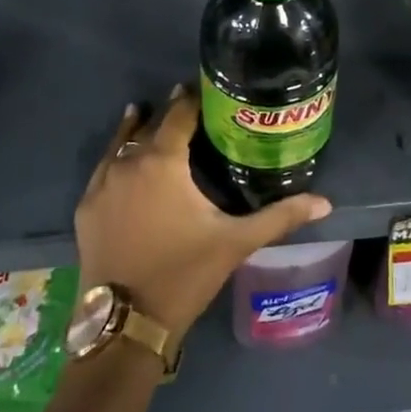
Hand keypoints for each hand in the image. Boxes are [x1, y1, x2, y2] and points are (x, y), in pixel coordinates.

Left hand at [74, 85, 332, 340]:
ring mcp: (101, 184)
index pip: (178, 114)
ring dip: (135, 128)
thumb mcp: (236, 242)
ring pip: (120, 143)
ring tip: (145, 112)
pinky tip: (121, 157)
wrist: (127, 323)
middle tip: (186, 104)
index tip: (206, 88)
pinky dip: (114, 156)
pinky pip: (102, 169)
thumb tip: (325, 202)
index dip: (191, 98)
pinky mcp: (85, 207)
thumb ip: (280, 216)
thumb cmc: (185, 274)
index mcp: (162, 161)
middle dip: (167, 113)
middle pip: (149, 126)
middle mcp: (127, 162)